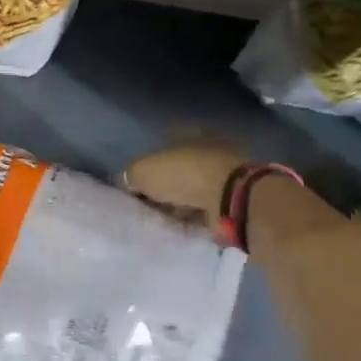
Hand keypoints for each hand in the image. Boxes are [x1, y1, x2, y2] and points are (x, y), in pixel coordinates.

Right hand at [122, 141, 246, 234]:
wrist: (229, 198)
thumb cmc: (183, 174)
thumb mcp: (142, 171)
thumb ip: (130, 175)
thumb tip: (128, 182)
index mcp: (187, 133)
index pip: (161, 147)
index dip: (147, 166)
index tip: (136, 186)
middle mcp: (207, 149)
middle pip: (178, 169)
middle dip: (164, 186)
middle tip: (148, 205)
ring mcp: (223, 174)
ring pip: (192, 190)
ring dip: (180, 204)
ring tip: (162, 220)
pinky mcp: (232, 198)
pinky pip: (205, 208)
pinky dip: (194, 216)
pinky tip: (181, 227)